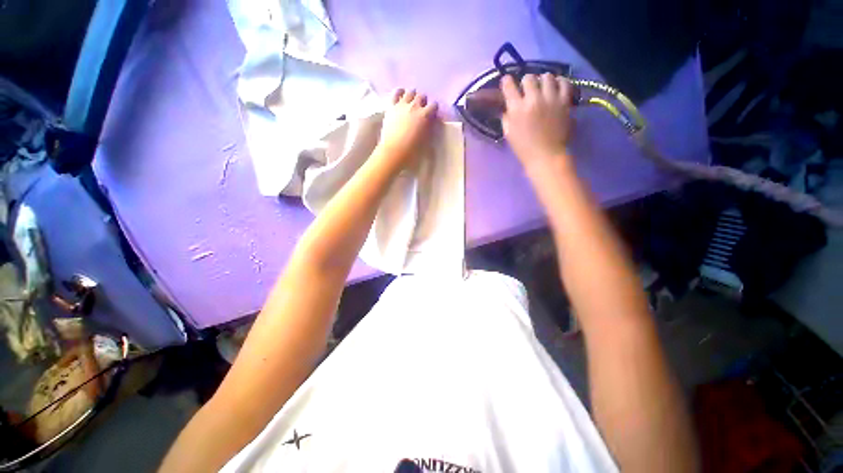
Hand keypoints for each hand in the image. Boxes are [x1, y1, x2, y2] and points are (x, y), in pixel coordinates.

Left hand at [375, 88, 438, 168]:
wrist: (394, 151)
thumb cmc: (412, 150)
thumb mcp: (425, 139)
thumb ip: (429, 127)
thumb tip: (430, 121)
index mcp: (425, 115)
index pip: (434, 106)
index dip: (434, 110)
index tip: (432, 114)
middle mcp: (414, 106)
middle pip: (421, 96)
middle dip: (423, 101)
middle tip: (421, 109)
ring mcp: (402, 105)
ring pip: (410, 92)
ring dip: (413, 96)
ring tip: (412, 103)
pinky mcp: (391, 106)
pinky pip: (396, 93)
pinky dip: (400, 92)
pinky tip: (401, 95)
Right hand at [501, 73, 573, 170]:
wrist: (546, 156)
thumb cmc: (524, 148)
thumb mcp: (508, 133)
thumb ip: (506, 117)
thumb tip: (507, 107)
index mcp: (516, 109)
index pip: (509, 85)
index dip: (507, 82)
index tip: (508, 83)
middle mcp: (533, 99)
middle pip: (528, 78)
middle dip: (526, 82)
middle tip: (527, 89)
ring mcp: (550, 99)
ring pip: (547, 76)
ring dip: (543, 80)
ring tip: (543, 87)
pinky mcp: (564, 102)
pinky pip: (564, 83)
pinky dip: (560, 82)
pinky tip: (557, 87)